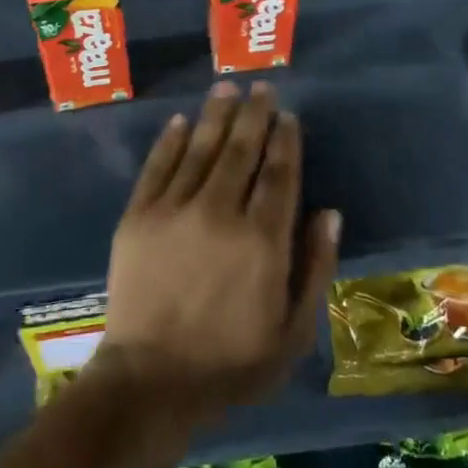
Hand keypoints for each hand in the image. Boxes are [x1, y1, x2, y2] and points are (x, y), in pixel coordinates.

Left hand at [94, 81, 339, 423]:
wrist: (151, 380)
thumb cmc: (231, 363)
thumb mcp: (292, 332)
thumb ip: (315, 269)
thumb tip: (329, 213)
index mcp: (262, 240)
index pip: (279, 174)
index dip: (285, 141)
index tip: (289, 116)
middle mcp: (220, 212)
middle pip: (241, 150)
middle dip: (254, 115)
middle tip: (261, 88)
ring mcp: (174, 210)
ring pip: (200, 148)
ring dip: (215, 115)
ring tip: (226, 88)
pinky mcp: (138, 216)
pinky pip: (157, 167)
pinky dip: (169, 141)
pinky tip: (179, 121)